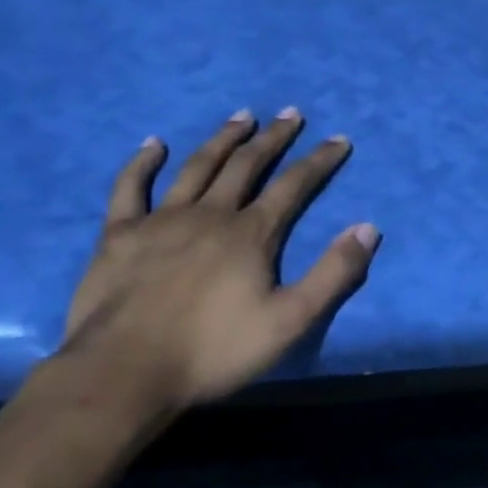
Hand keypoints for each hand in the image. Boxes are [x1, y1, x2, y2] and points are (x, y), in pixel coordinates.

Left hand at [61, 108, 379, 413]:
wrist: (124, 374)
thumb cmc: (213, 351)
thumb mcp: (290, 321)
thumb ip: (333, 274)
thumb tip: (368, 228)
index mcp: (251, 233)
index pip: (294, 185)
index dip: (320, 160)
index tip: (339, 139)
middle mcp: (210, 214)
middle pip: (247, 164)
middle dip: (273, 137)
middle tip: (290, 113)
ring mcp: (161, 220)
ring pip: (197, 166)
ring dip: (223, 138)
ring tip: (241, 116)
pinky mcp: (119, 235)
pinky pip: (130, 188)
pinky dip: (141, 163)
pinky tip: (152, 144)